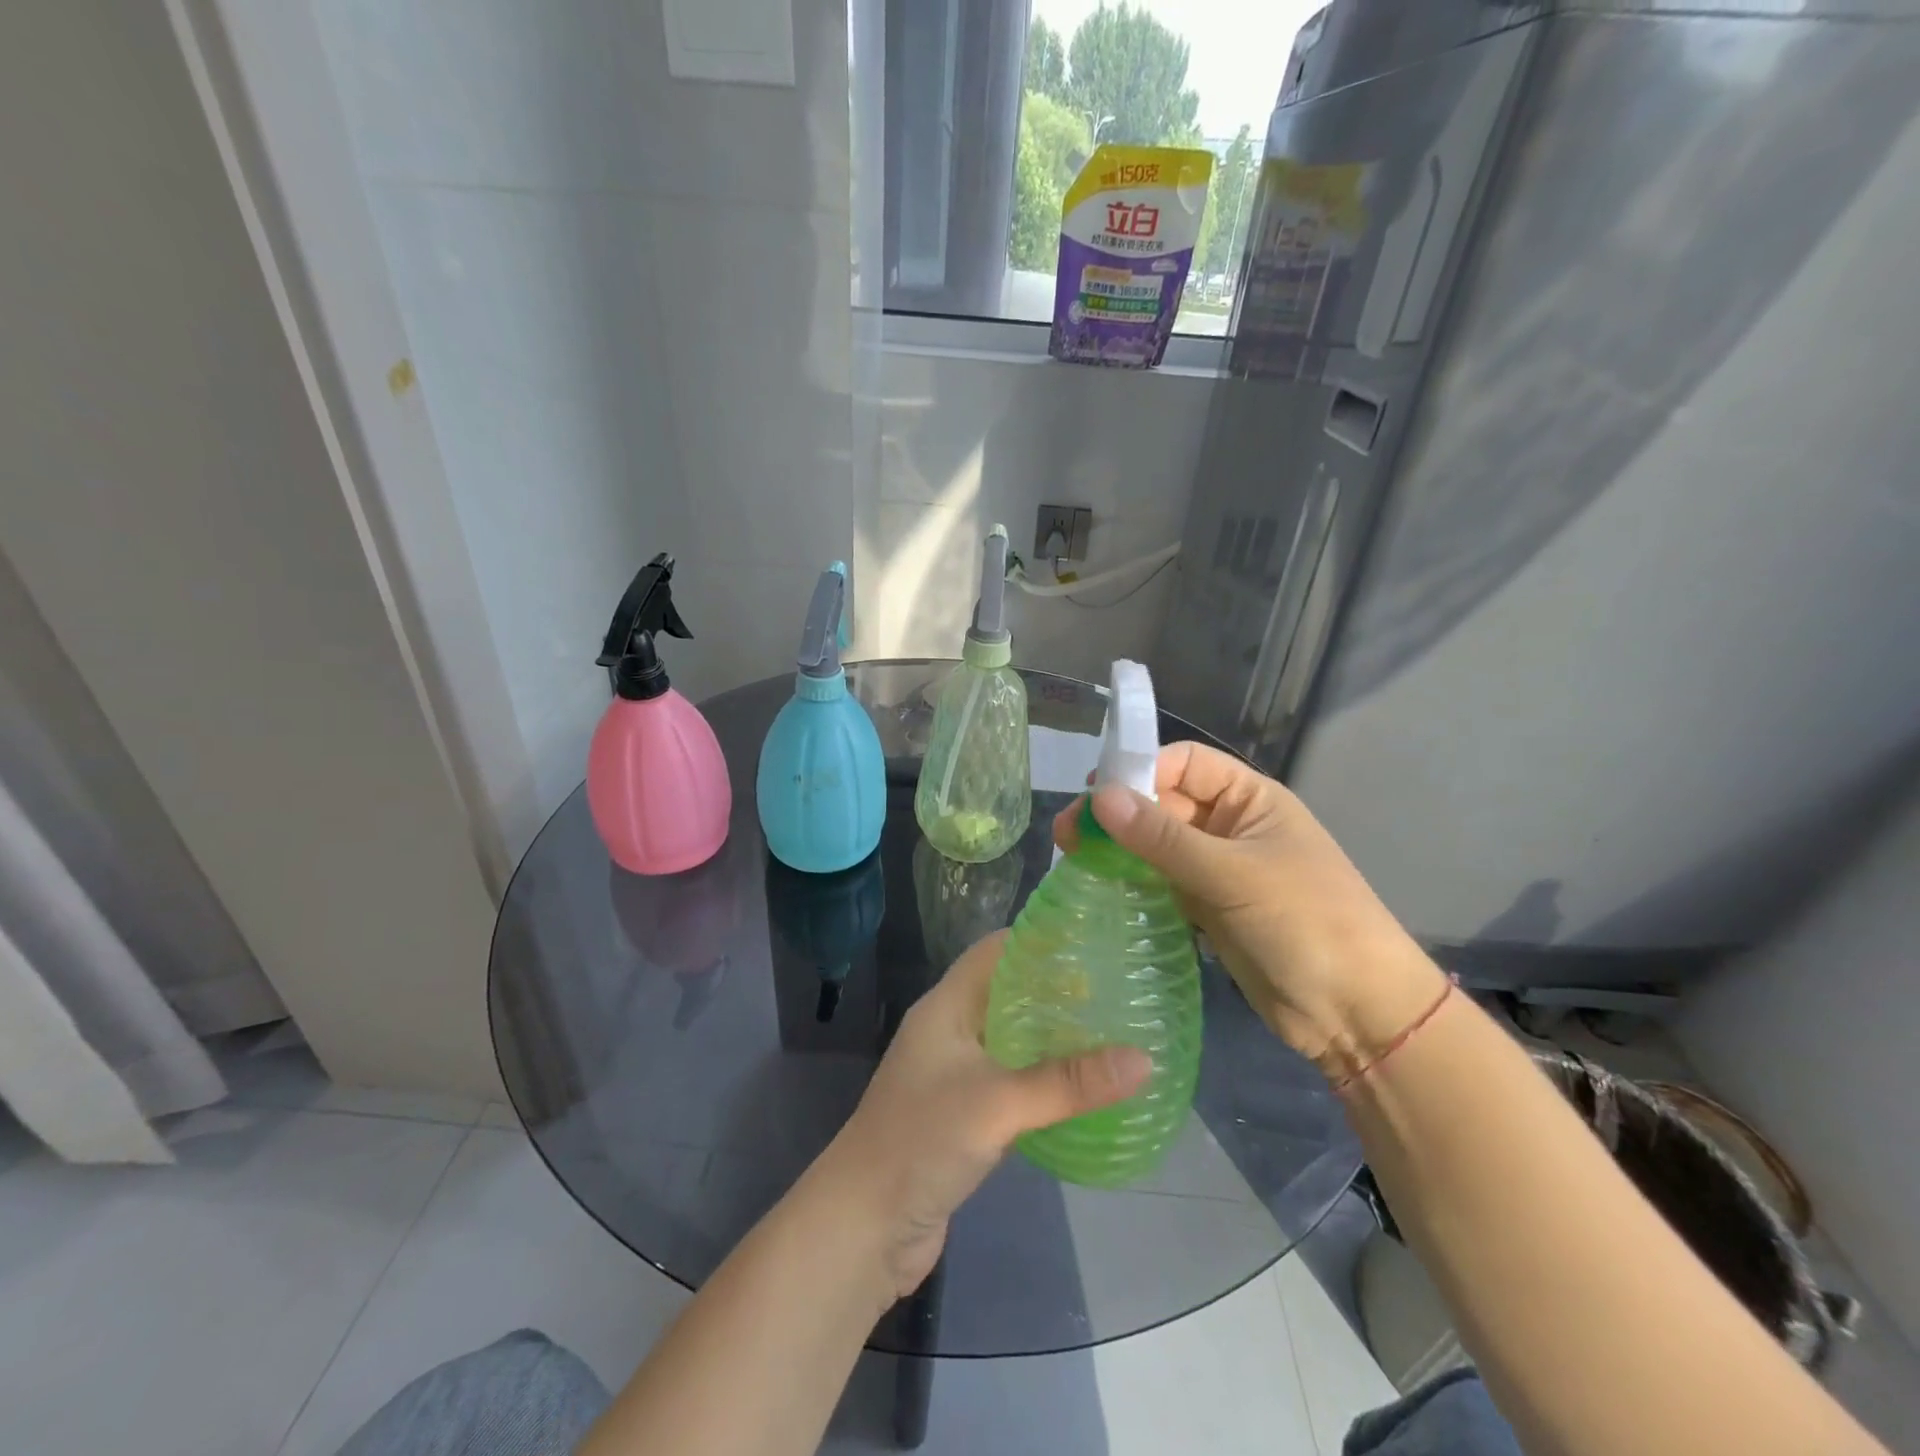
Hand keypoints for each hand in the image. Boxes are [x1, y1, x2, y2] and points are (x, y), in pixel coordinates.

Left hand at [817, 931, 1149, 1299]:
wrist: (865, 1227)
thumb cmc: (921, 1142)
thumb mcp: (997, 1104)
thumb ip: (1067, 1082)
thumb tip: (1143, 1059)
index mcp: (946, 1007)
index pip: (995, 951)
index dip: (1039, 939)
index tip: (1093, 938)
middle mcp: (950, 1031)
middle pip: (1008, 993)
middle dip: (1057, 989)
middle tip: (1117, 988)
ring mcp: (955, 1075)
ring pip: (1012, 1041)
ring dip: (1053, 1038)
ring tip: (1113, 1032)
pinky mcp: (964, 1116)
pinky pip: (1012, 1083)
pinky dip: (1044, 1080)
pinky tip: (1084, 1089)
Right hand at [1053, 741, 1443, 1078]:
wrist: (1356, 1012)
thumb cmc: (1306, 923)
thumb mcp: (1233, 874)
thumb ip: (1163, 838)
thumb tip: (1099, 797)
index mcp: (1249, 799)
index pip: (1183, 763)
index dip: (1139, 769)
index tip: (1094, 794)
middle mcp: (1230, 826)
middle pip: (1163, 803)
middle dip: (1118, 813)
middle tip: (1069, 834)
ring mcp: (1218, 869)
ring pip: (1157, 845)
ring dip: (1119, 848)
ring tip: (1073, 858)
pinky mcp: (1207, 908)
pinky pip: (1161, 882)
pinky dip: (1132, 881)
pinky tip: (1100, 887)